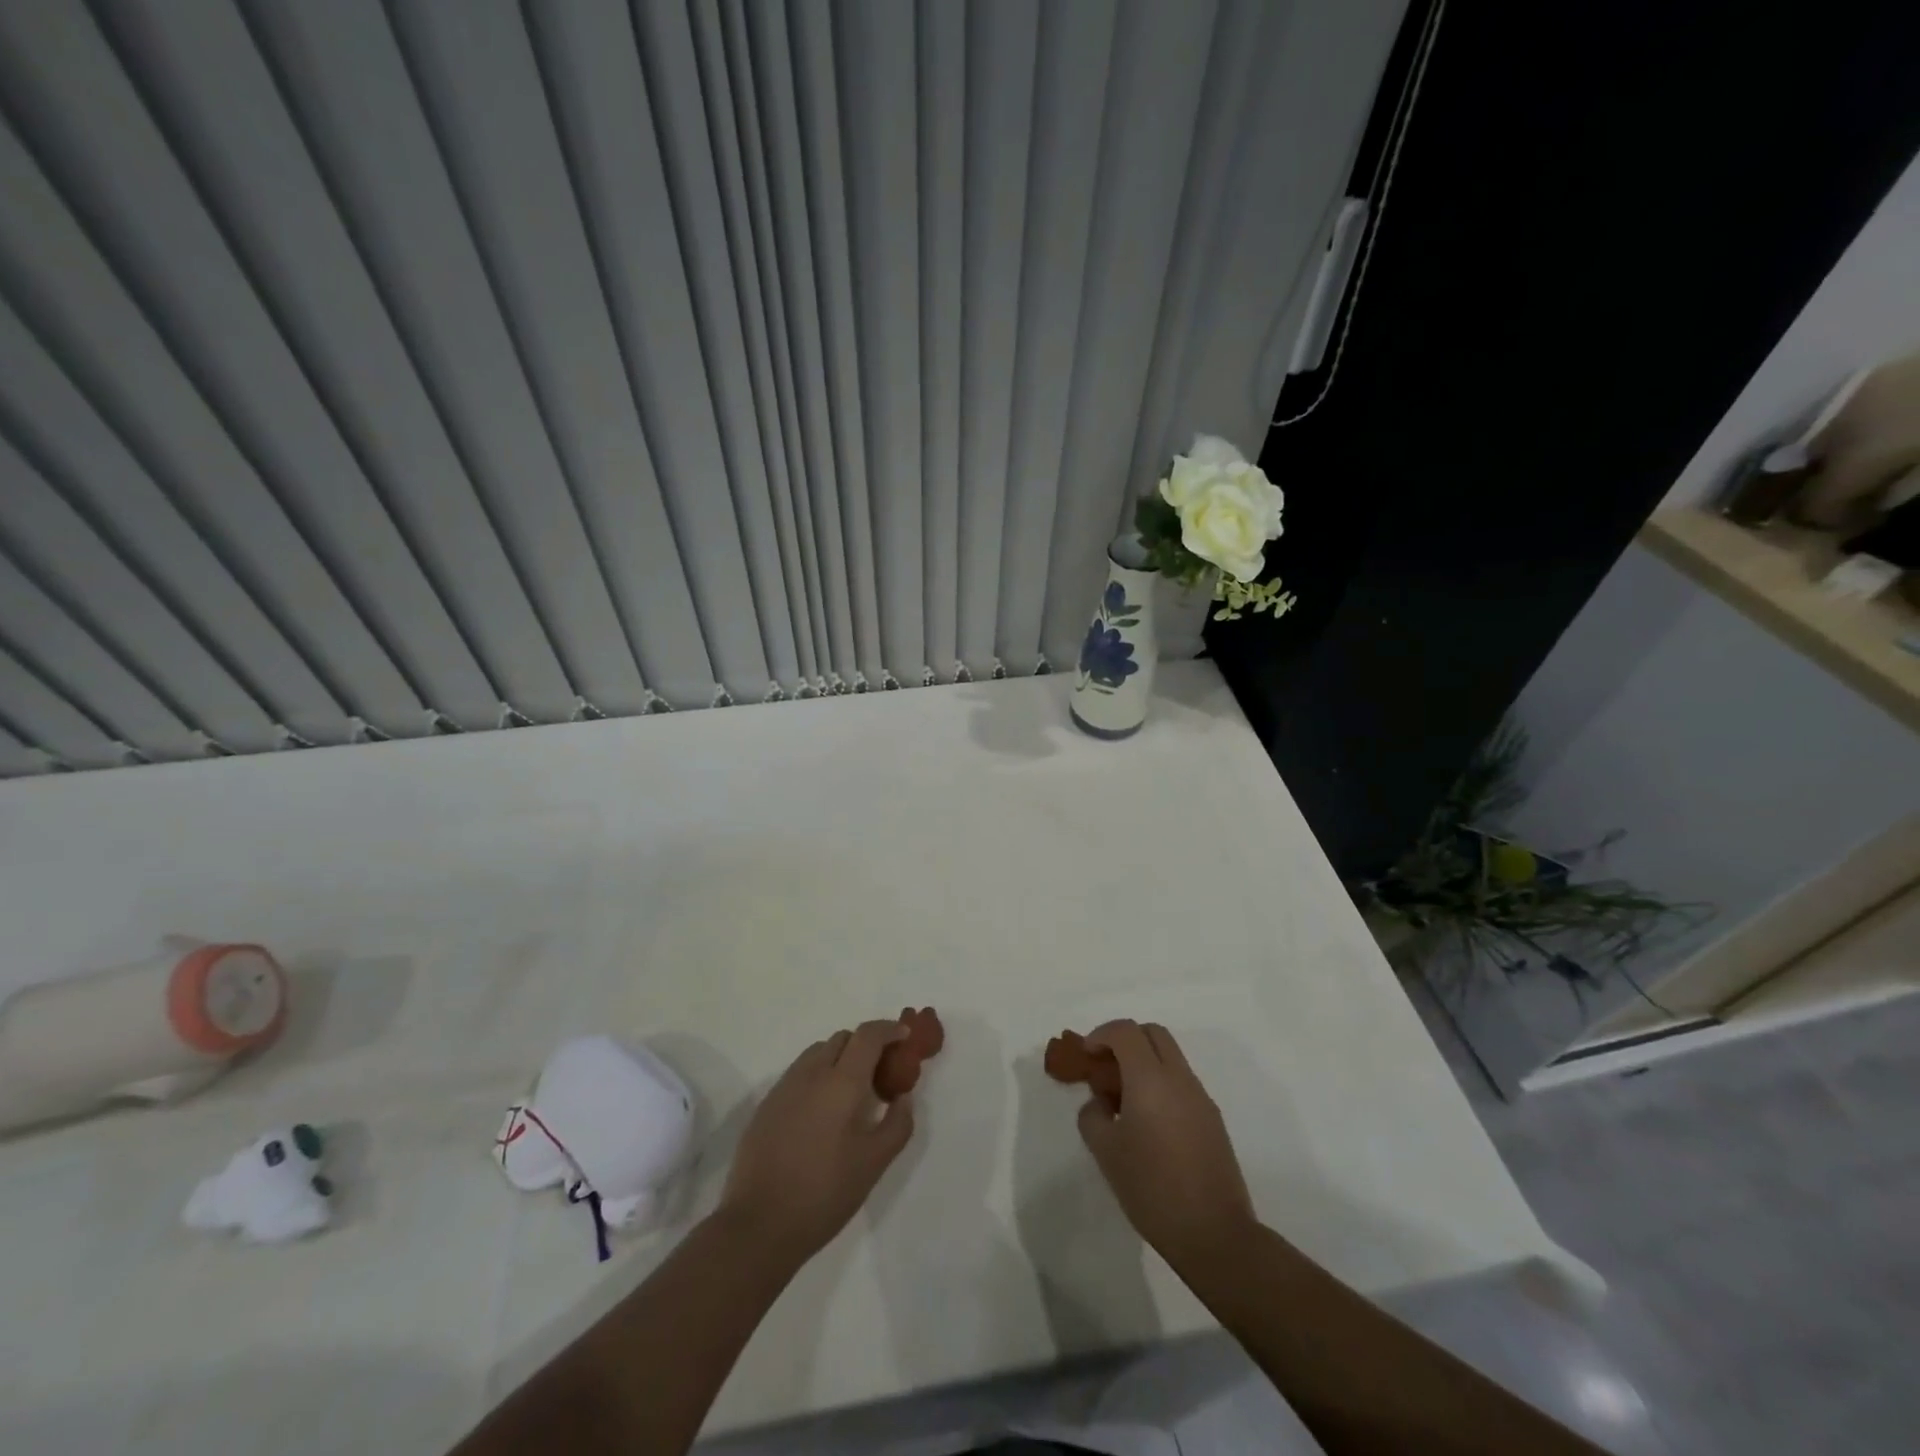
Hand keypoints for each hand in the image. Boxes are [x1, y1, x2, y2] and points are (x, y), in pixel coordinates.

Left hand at [716, 1020, 914, 1266]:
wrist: (758, 1226)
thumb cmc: (824, 1194)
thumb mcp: (874, 1164)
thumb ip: (897, 1124)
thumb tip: (903, 1097)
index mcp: (841, 1083)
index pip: (868, 1035)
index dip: (889, 1029)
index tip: (905, 1036)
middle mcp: (811, 1074)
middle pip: (842, 1038)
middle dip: (865, 1044)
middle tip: (881, 1072)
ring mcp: (784, 1087)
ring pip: (817, 1052)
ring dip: (840, 1058)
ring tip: (851, 1093)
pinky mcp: (766, 1105)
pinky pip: (799, 1074)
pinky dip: (818, 1076)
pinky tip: (822, 1112)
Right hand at [1076, 1020, 1258, 1271]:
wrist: (1214, 1234)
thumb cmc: (1152, 1188)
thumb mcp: (1105, 1152)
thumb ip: (1093, 1115)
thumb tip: (1100, 1103)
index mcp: (1150, 1078)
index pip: (1125, 1031)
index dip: (1101, 1034)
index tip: (1087, 1057)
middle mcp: (1179, 1078)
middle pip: (1152, 1033)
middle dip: (1125, 1041)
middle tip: (1106, 1069)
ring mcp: (1200, 1098)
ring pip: (1170, 1057)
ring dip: (1144, 1063)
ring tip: (1123, 1101)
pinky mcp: (1213, 1119)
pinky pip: (1181, 1083)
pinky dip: (1160, 1084)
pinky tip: (1148, 1123)